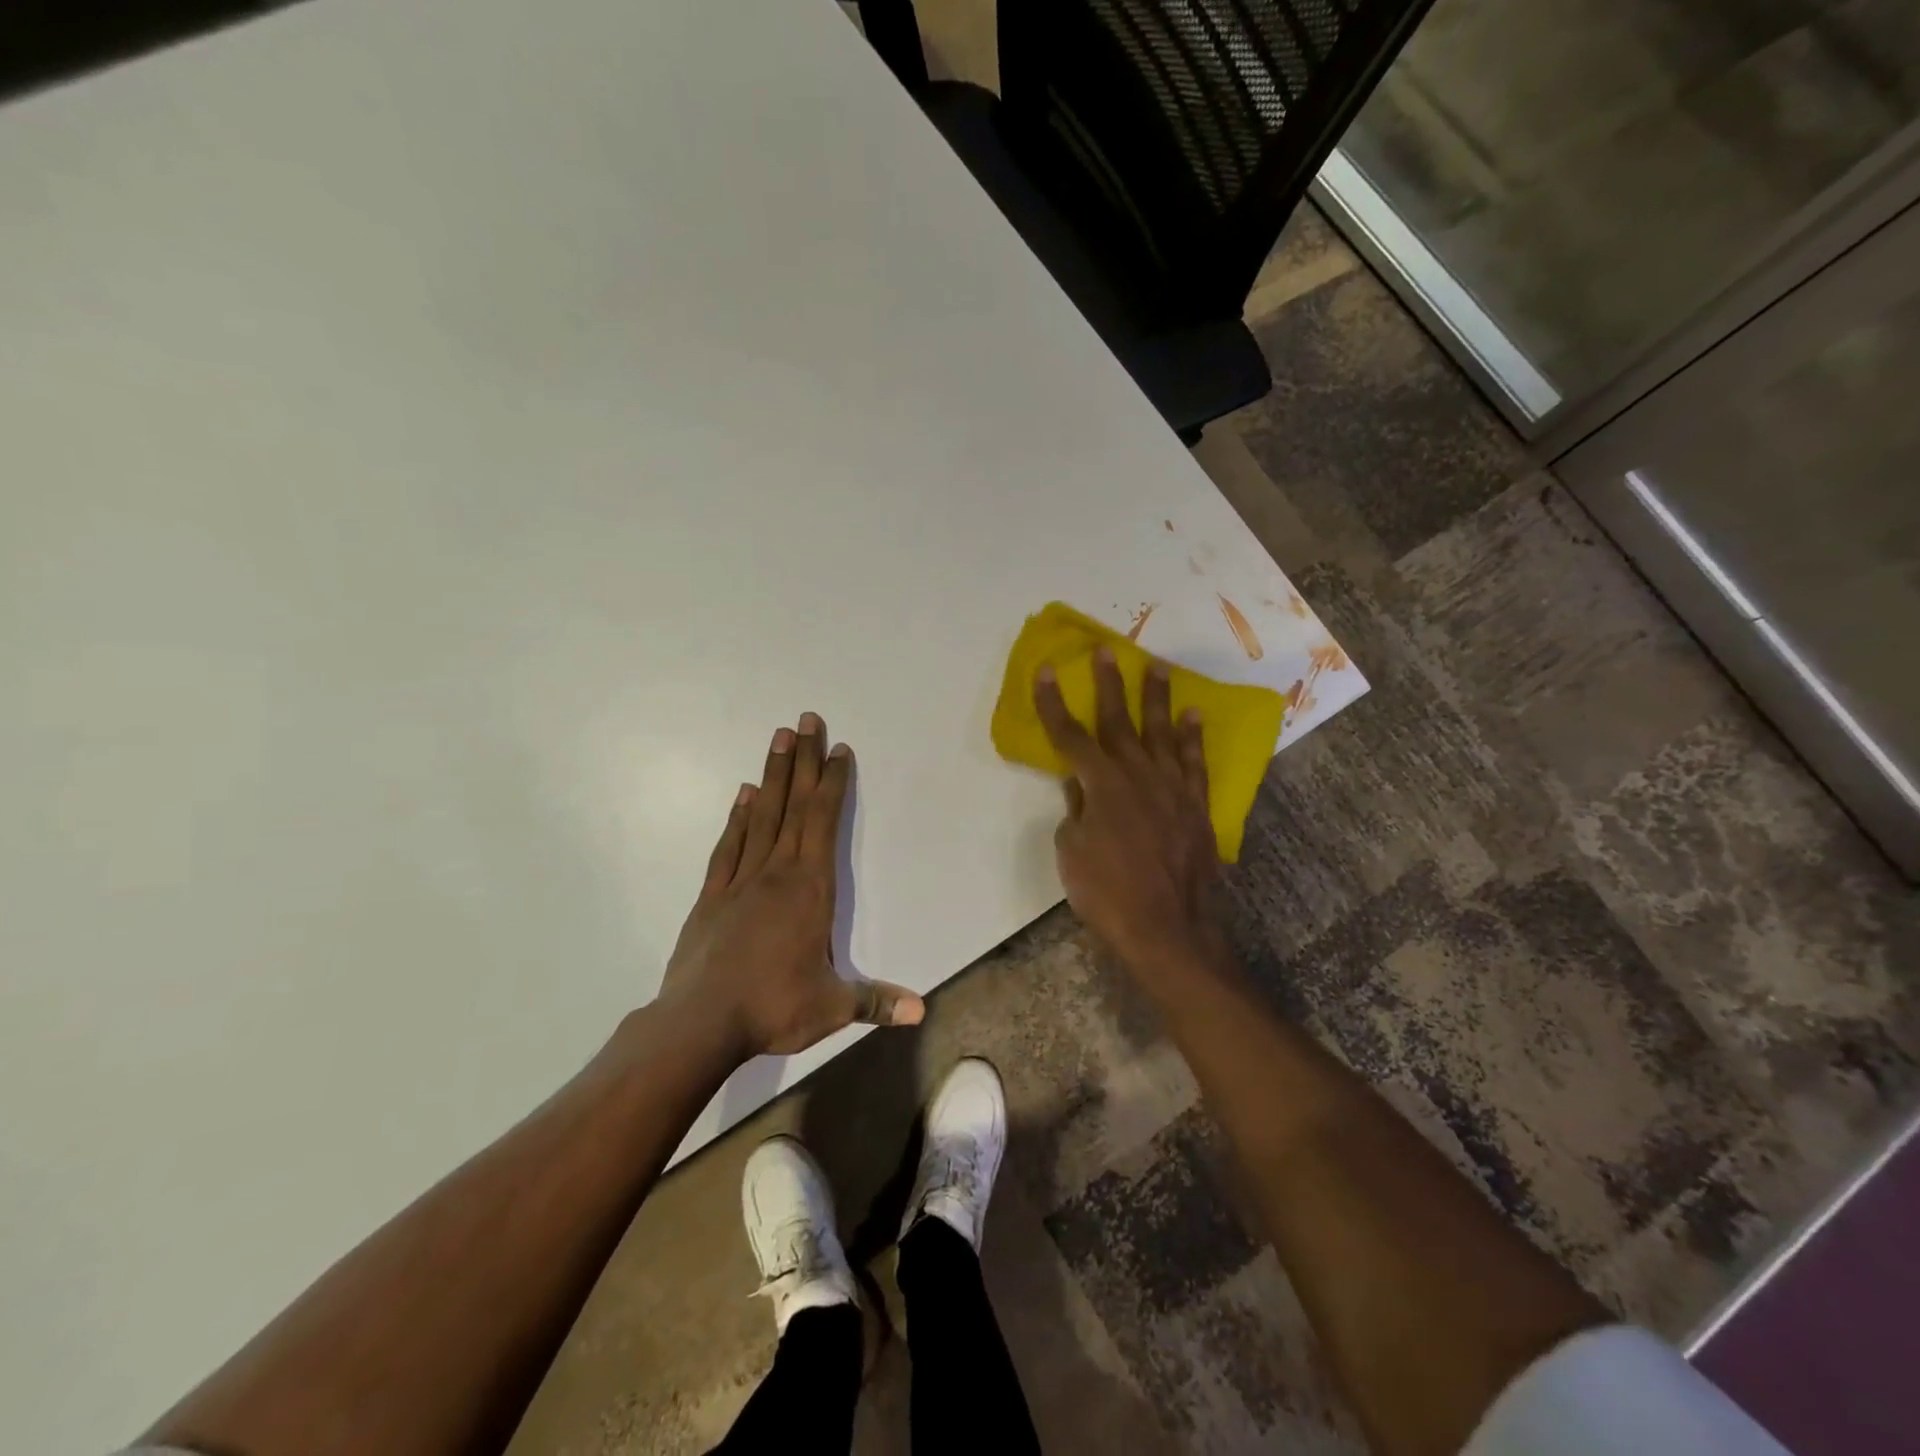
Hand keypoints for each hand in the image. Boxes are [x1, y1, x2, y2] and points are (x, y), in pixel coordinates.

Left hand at [658, 713, 923, 1059]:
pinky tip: (744, 794)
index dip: (833, 784)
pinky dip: (738, 817)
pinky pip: (729, 846)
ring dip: (773, 775)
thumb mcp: (832, 1008)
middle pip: (794, 805)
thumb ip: (875, 1002)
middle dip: (804, 761)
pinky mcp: (712, 896)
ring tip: (778, 738)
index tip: (838, 749)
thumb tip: (921, 1011)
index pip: (824, 823)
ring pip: (761, 816)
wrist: (698, 1024)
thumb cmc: (771, 1008)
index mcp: (810, 889)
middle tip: (806, 719)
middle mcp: (777, 873)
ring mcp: (740, 881)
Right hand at [1034, 650, 1230, 980]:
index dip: (1055, 704)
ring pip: (1161, 732)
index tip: (1048, 671)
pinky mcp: (1196, 805)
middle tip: (1105, 651)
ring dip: (1156, 698)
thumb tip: (1080, 788)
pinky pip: (1195, 762)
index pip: (1071, 737)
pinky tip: (1193, 715)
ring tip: (1156, 666)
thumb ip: (1076, 811)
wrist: (1169, 929)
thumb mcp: (1072, 853)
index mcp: (1100, 786)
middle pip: (1118, 722)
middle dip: (1108, 685)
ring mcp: (1172, 788)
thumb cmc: (1108, 895)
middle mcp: (1137, 775)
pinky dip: (1193, 737)